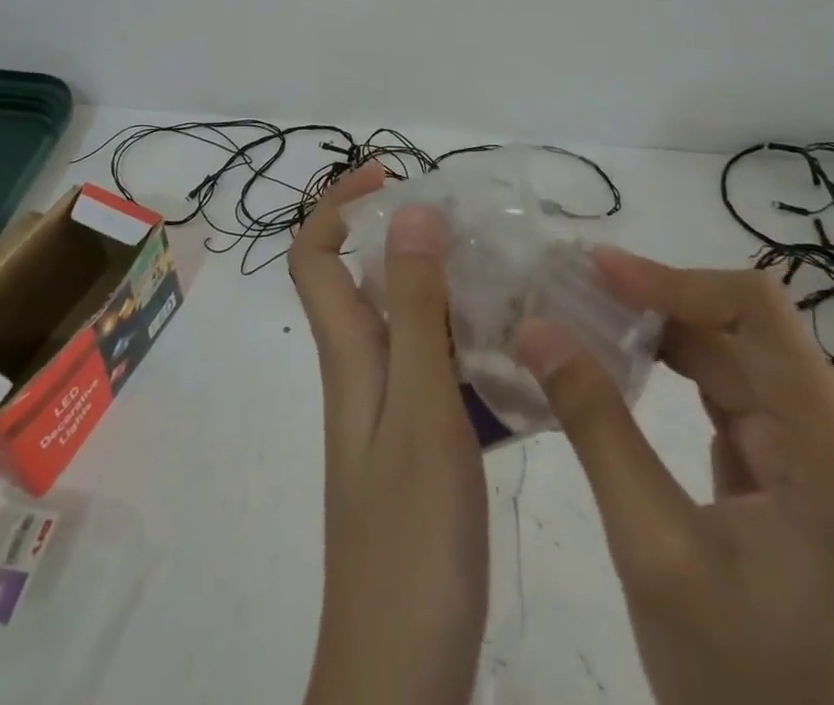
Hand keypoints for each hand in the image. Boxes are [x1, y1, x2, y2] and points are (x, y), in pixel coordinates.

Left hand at [289, 165, 488, 704]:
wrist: (400, 669)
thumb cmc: (410, 535)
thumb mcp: (420, 407)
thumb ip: (416, 310)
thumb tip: (409, 212)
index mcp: (349, 354)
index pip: (314, 256)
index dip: (338, 205)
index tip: (391, 178)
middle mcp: (361, 372)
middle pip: (366, 281)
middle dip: (408, 238)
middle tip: (474, 229)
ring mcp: (387, 413)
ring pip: (407, 324)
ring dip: (446, 292)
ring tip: (507, 282)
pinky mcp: (417, 449)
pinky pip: (437, 373)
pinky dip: (468, 350)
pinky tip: (520, 361)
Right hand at [519, 249, 833, 704]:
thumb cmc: (740, 695)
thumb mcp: (654, 550)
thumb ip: (596, 425)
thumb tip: (536, 329)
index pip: (759, 316)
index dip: (673, 279)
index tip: (595, 270)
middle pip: (746, 338)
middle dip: (657, 305)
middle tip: (571, 289)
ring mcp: (827, 472)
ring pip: (737, 368)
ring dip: (664, 339)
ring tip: (585, 318)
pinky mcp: (801, 492)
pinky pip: (736, 408)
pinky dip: (678, 380)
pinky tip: (623, 372)